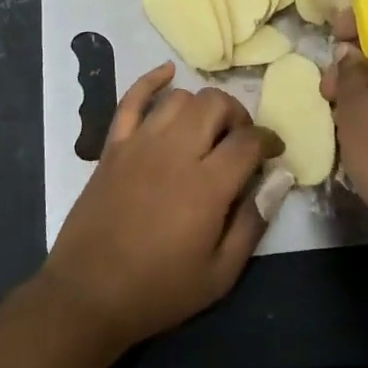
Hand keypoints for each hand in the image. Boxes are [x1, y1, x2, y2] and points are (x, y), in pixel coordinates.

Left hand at [42, 63, 282, 348]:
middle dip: (237, 117)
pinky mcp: (112, 147)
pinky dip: (151, 81)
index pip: (248, 141)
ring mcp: (139, 144)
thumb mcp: (220, 274)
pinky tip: (167, 73)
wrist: (88, 294)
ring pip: (179, 98)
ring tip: (207, 129)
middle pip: (215, 105)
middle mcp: (175, 152)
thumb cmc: (159, 290)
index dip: (268, 141)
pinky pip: (130, 100)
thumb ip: (253, 223)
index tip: (273, 153)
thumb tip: (279, 181)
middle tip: (240, 142)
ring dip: (201, 106)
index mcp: (207, 185)